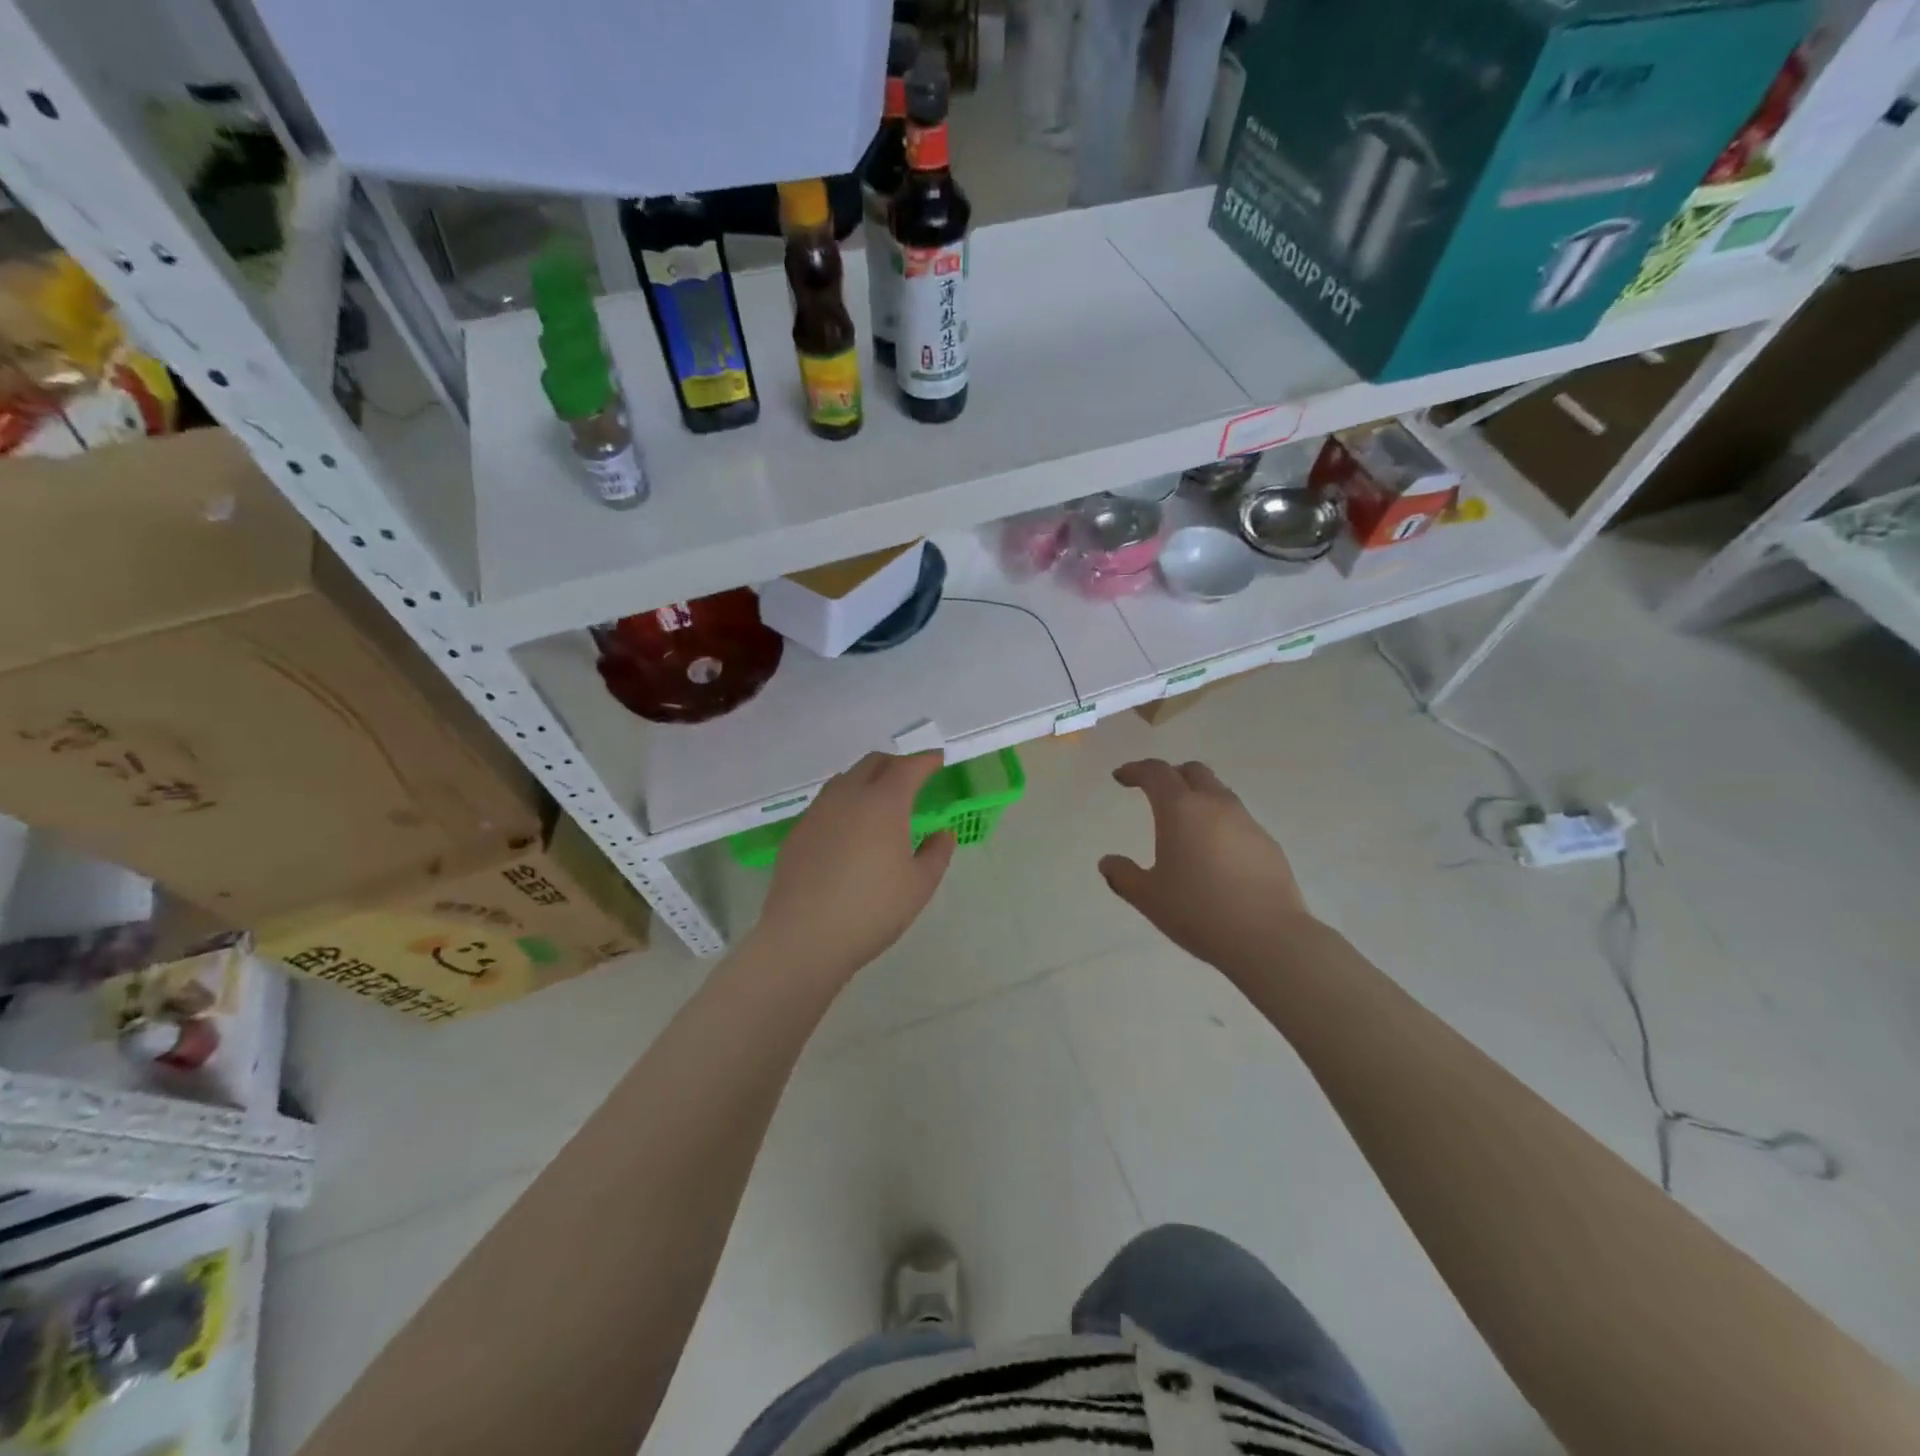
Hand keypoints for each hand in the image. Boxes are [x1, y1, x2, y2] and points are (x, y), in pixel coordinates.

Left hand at [754, 752, 955, 978]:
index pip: (908, 767)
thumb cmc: (871, 910)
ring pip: (845, 779)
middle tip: (912, 780)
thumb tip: (942, 834)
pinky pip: (826, 803)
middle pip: (873, 763)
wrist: (804, 937)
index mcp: (883, 803)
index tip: (938, 760)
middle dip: (896, 764)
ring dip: (867, 780)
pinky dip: (845, 802)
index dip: (926, 760)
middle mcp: (848, 796)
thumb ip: (936, 853)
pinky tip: (849, 829)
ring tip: (879, 802)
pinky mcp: (798, 832)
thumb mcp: (919, 886)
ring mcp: (818, 812)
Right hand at [1100, 759, 1315, 973]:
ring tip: (1185, 825)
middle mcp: (1215, 805)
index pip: (1156, 773)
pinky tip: (1215, 854)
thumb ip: (1124, 875)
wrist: (1267, 937)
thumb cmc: (1198, 911)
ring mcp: (1247, 822)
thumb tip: (1107, 862)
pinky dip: (1219, 824)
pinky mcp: (1267, 844)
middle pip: (1193, 772)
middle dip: (1171, 775)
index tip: (1121, 777)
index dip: (1136, 770)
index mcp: (1180, 809)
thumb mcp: (1148, 897)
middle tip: (1155, 792)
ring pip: (1219, 793)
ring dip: (1198, 798)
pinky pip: (1238, 820)